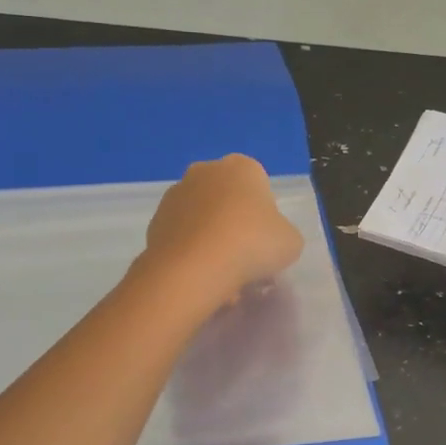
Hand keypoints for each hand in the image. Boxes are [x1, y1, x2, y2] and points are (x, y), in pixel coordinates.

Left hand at [143, 154, 304, 309]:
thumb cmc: (252, 244)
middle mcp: (205, 171)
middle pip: (227, 199)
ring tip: (221, 276)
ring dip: (211, 240)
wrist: (195, 267)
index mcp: (242, 167)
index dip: (264, 215)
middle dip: (234, 224)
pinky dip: (191, 253)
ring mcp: (175, 195)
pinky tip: (200, 277)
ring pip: (202, 218)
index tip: (265, 240)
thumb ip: (282, 234)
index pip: (259, 185)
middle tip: (244, 257)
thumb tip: (269, 240)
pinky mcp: (155, 221)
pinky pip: (182, 236)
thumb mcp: (290, 241)